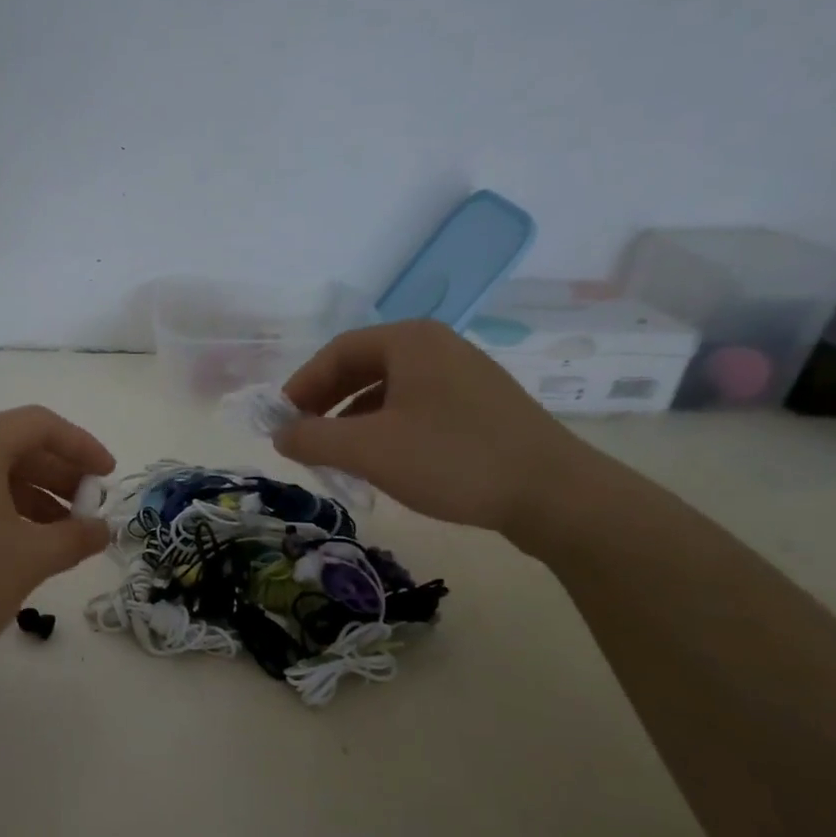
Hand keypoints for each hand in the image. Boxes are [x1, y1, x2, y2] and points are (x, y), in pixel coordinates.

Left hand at [0, 405, 116, 673]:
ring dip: (33, 493)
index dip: (81, 446)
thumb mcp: (31, 559)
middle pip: (13, 444)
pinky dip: (1, 504)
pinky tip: (24, 538)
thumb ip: (76, 537)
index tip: (108, 477)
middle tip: (89, 507)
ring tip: (64, 531)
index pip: (39, 425)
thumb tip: (102, 529)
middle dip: (58, 473)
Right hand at [273, 320, 598, 537]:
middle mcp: (437, 347)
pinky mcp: (480, 407)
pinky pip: (416, 407)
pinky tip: (382, 460)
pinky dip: (386, 427)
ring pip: (388, 390)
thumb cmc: (451, 459)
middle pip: (362, 366)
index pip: (337, 351)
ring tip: (338, 454)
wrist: (555, 495)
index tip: (281, 420)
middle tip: (304, 435)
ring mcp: (464, 376)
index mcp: (410, 341)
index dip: (302, 384)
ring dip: (353, 418)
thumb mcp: (368, 450)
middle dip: (326, 401)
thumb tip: (280, 435)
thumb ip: (312, 438)